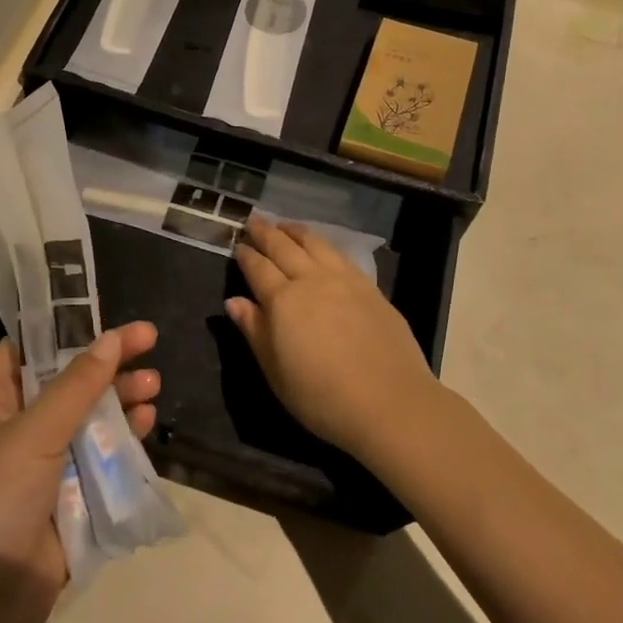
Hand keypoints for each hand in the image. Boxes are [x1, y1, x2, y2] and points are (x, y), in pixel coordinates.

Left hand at [0, 323, 160, 606]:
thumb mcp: (32, 433)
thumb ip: (76, 385)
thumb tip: (112, 338)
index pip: (25, 351)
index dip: (62, 329)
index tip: (103, 312)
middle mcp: (15, 431)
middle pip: (66, 383)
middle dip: (106, 365)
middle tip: (150, 343)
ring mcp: (42, 470)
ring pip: (88, 421)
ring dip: (120, 402)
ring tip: (154, 386)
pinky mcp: (67, 503)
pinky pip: (99, 461)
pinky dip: (123, 441)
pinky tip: (148, 424)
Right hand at [226, 216, 435, 456]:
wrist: (389, 403)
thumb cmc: (321, 397)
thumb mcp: (275, 371)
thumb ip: (254, 331)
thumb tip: (234, 301)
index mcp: (283, 301)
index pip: (258, 269)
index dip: (246, 255)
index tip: (238, 244)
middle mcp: (311, 281)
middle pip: (284, 247)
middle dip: (266, 232)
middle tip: (254, 220)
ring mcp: (344, 280)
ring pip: (315, 243)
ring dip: (296, 231)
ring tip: (284, 224)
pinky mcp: (370, 287)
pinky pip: (340, 254)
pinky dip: (324, 243)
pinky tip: (322, 246)